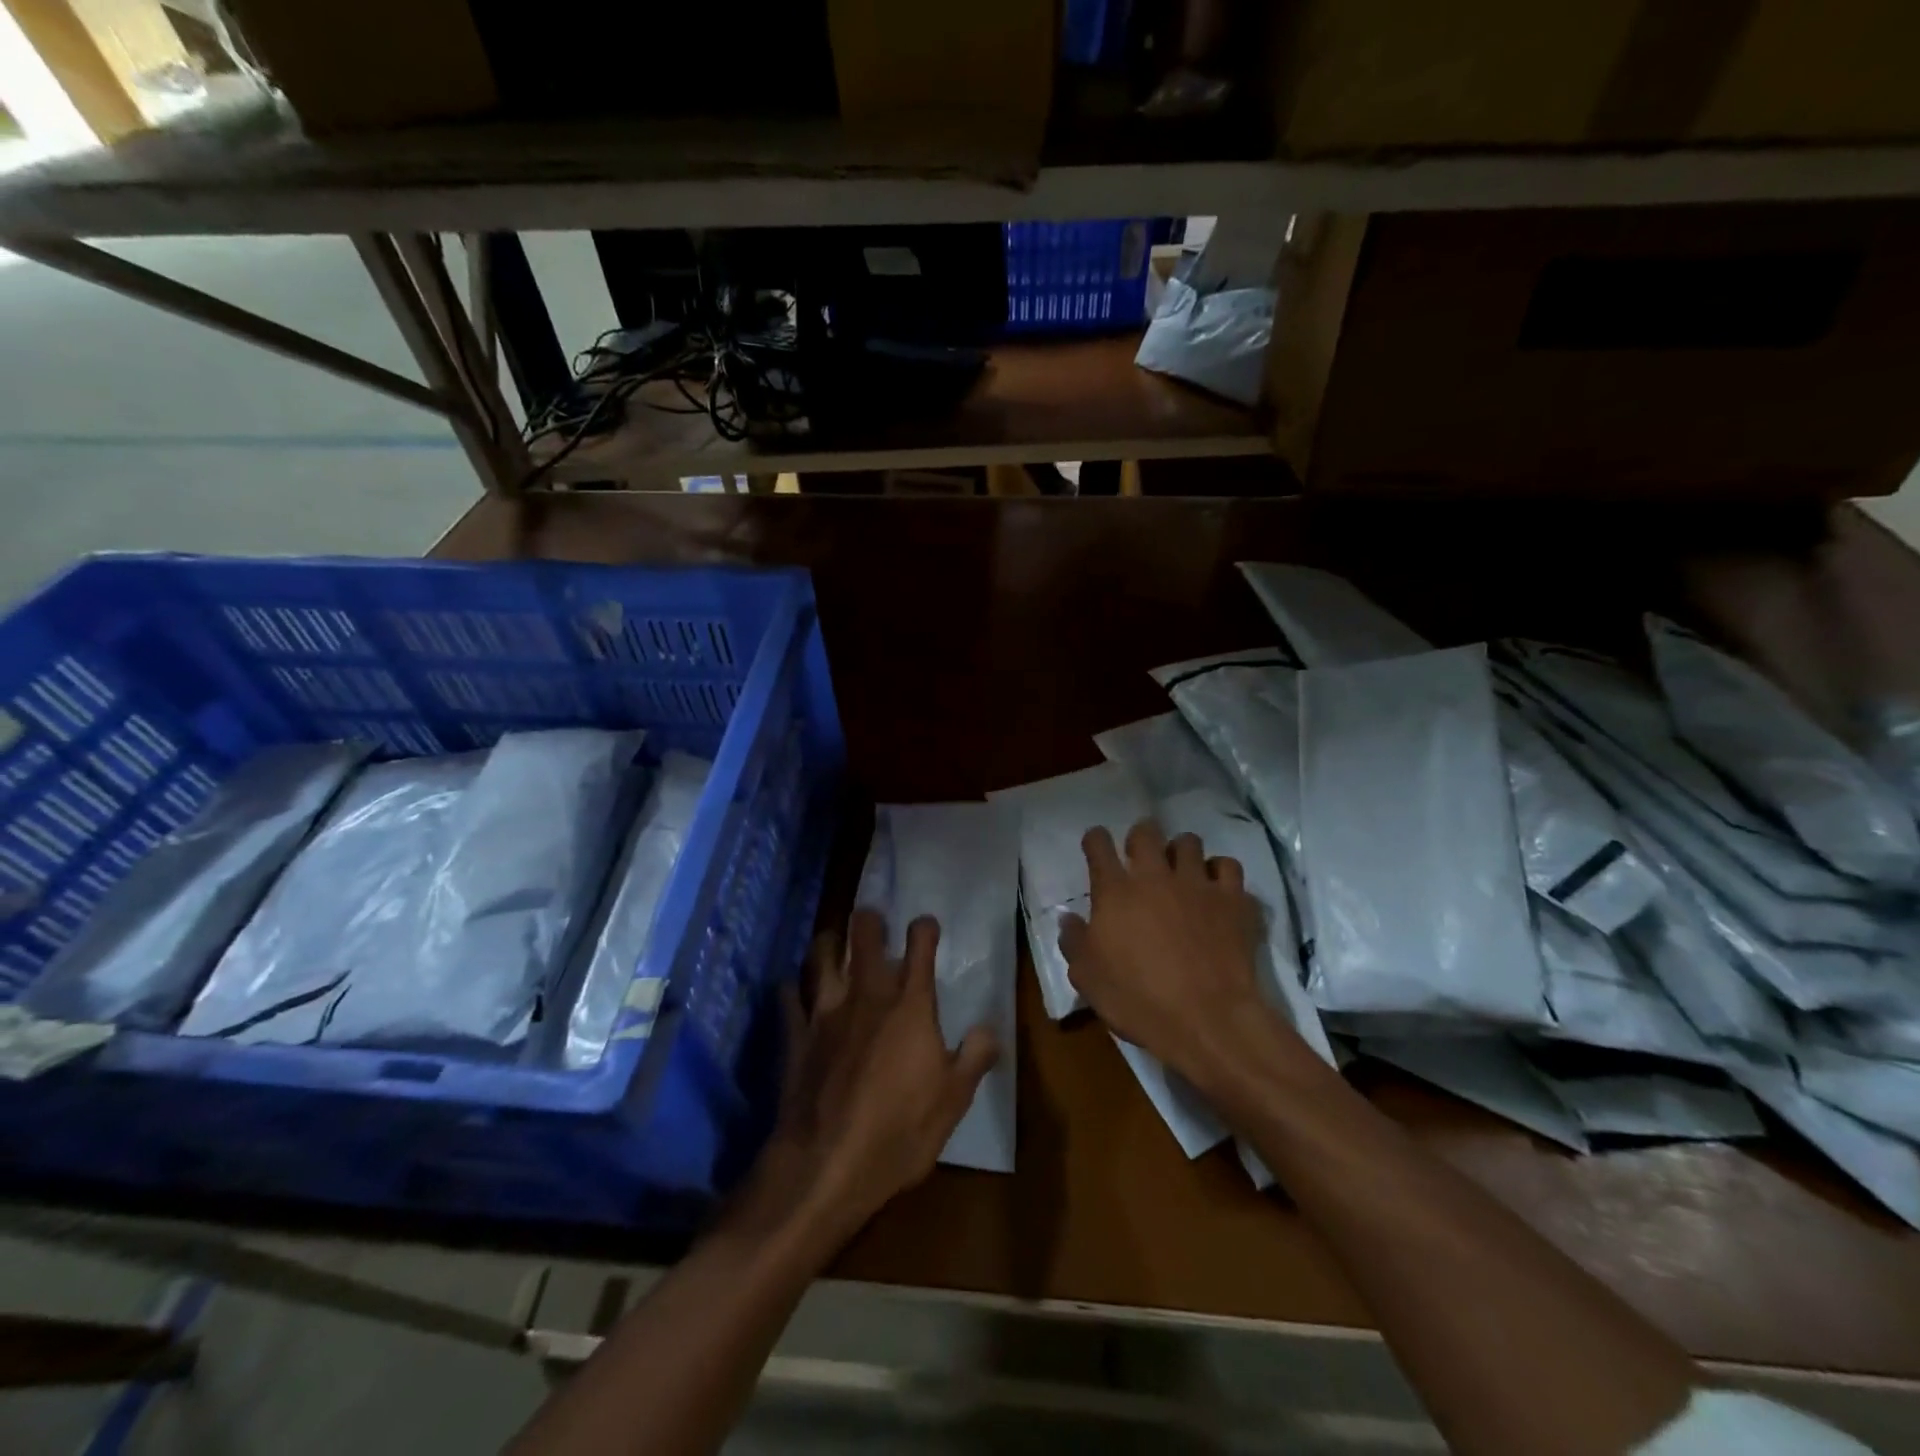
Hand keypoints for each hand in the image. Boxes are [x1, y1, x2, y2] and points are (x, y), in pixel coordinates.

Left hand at [759, 910, 997, 1245]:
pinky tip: (794, 989)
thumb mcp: (954, 1100)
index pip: (920, 945)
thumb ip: (975, 1057)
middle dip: (869, 920)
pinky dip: (792, 988)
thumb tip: (990, 1029)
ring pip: (821, 954)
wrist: (827, 1165)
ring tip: (834, 942)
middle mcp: (867, 994)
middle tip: (873, 922)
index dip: (925, 928)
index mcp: (910, 1004)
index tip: (926, 927)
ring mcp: (825, 1011)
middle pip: (864, 933)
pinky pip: (788, 996)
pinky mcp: (795, 1034)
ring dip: (828, 942)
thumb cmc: (900, 1131)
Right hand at [1060, 820, 1288, 1091]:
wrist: (1208, 1020)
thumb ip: (1074, 941)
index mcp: (1115, 892)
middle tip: (1140, 857)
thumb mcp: (1088, 978)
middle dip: (1140, 837)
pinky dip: (1220, 872)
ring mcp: (1198, 884)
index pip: (1099, 844)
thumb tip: (1067, 918)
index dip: (1095, 840)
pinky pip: (1228, 866)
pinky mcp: (1233, 900)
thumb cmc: (1138, 1000)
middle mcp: (1155, 876)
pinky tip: (1216, 888)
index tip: (1095, 846)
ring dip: (1180, 851)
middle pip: (1146, 831)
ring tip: (1180, 871)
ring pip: (1189, 842)